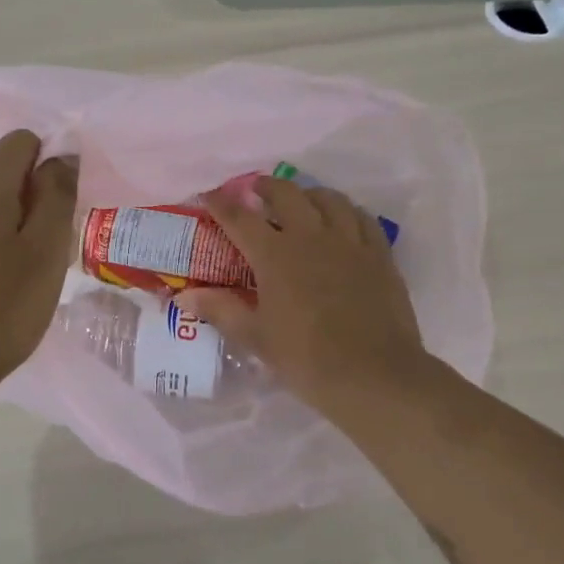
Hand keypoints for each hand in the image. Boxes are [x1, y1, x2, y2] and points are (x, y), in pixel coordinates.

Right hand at [180, 177, 435, 418]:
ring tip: (301, 201)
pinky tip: (343, 219)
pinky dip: (347, 210)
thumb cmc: (306, 359)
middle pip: (286, 194)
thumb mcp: (255, 337)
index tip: (208, 195)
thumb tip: (184, 295)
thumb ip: (220, 310)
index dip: (220, 203)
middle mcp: (310, 237)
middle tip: (256, 191)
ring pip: (328, 198)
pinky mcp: (379, 254)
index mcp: (274, 255)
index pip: (239, 217)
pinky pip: (362, 217)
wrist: (374, 376)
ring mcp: (349, 242)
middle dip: (266, 186)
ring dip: (308, 194)